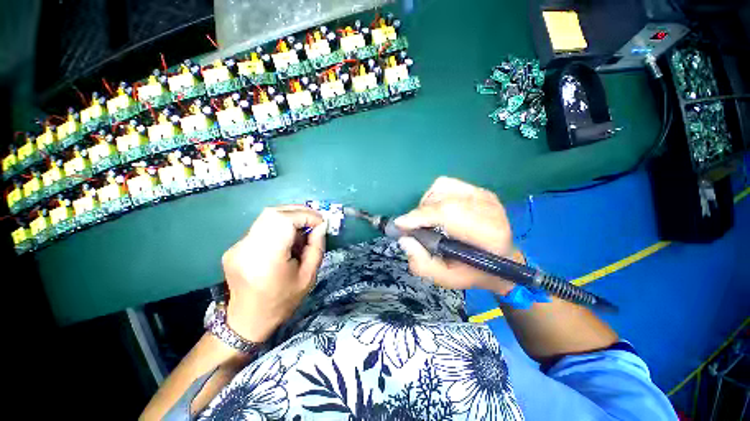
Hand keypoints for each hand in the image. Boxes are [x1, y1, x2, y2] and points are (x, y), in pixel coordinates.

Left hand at [222, 205, 326, 342]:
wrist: (247, 320)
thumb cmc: (282, 301)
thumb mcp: (308, 277)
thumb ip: (316, 248)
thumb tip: (321, 226)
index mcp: (266, 258)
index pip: (284, 220)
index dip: (305, 216)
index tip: (321, 222)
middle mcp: (247, 248)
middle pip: (273, 213)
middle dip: (298, 212)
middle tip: (314, 220)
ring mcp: (238, 246)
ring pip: (267, 217)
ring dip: (289, 217)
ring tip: (303, 229)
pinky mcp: (236, 246)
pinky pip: (262, 227)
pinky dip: (279, 226)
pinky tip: (287, 239)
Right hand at [395, 177, 521, 294]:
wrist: (502, 259)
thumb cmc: (474, 272)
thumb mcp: (447, 279)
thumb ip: (423, 264)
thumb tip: (405, 239)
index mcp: (488, 234)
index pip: (448, 214)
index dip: (421, 216)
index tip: (401, 224)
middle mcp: (489, 208)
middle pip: (442, 199)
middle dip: (420, 213)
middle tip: (412, 227)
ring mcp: (484, 195)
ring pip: (441, 188)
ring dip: (427, 204)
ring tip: (427, 220)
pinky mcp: (479, 189)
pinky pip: (446, 184)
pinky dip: (435, 196)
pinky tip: (437, 210)